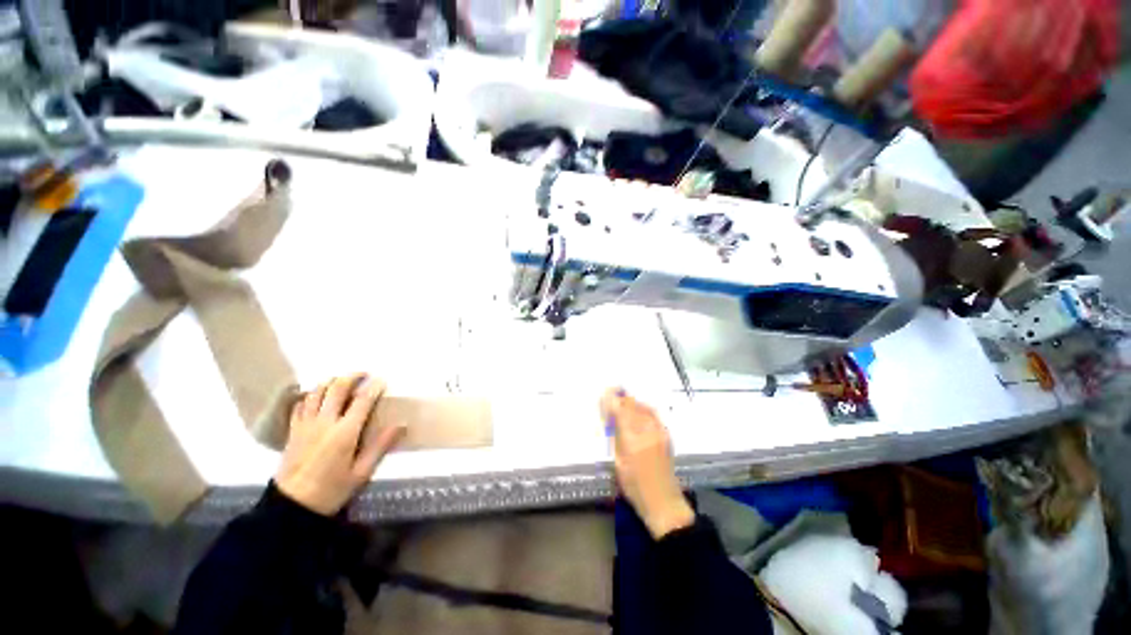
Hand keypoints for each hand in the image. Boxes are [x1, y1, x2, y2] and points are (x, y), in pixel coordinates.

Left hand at [276, 373, 404, 515]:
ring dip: (330, 382)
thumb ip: (380, 446)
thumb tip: (402, 425)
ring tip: (341, 380)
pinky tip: (316, 396)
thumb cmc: (331, 490)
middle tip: (364, 374)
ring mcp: (306, 425)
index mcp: (345, 432)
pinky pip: (300, 405)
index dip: (374, 387)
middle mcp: (325, 423)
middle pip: (337, 389)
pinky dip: (310, 395)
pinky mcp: (293, 431)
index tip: (383, 380)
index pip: (362, 401)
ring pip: (316, 393)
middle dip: (352, 377)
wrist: (291, 507)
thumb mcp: (361, 473)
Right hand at [601, 389, 694, 538]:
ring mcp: (659, 431)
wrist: (664, 501)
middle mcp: (647, 430)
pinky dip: (643, 409)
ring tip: (623, 404)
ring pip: (644, 406)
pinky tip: (638, 415)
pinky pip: (653, 414)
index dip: (611, 398)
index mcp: (632, 438)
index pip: (620, 409)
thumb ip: (615, 437)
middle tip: (611, 398)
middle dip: (621, 398)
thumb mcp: (618, 462)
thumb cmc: (635, 486)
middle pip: (633, 404)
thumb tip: (610, 419)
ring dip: (632, 403)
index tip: (604, 394)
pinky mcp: (666, 434)